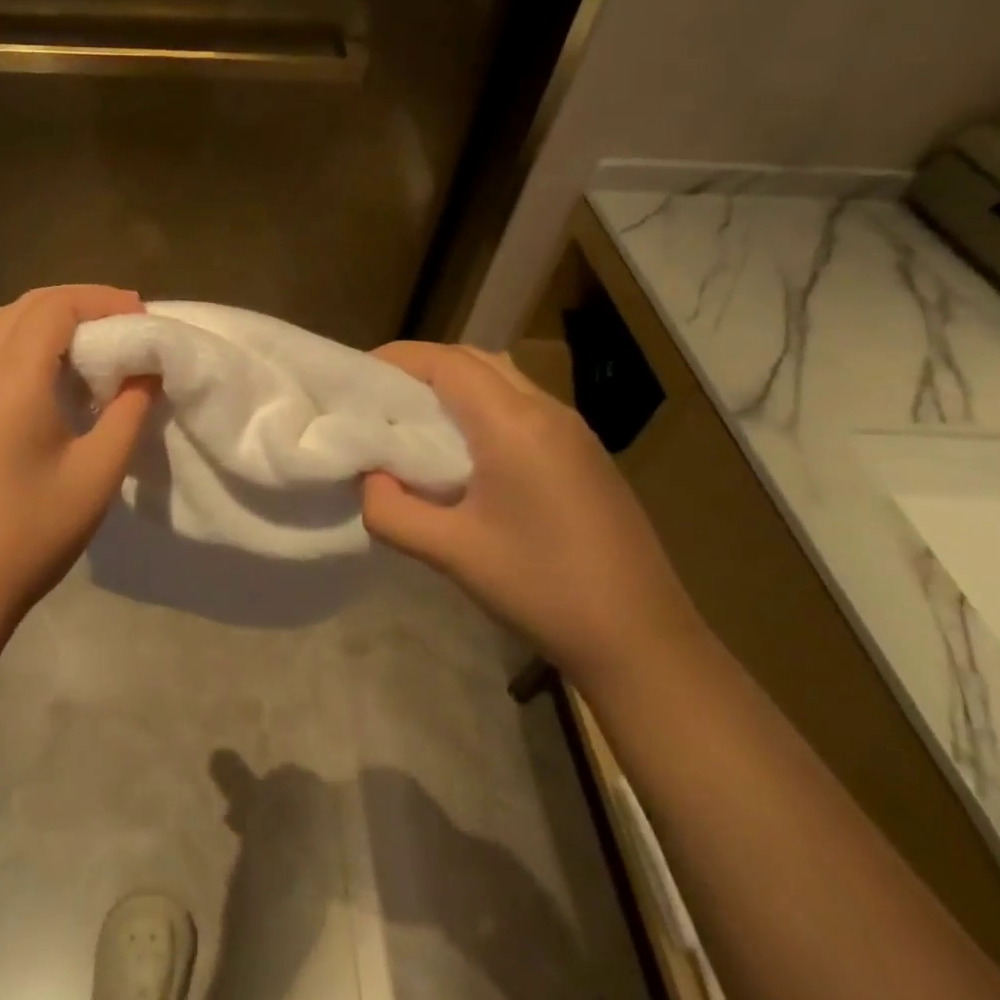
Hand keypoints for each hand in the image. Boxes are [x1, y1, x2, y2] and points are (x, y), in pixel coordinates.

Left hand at [0, 285, 155, 634]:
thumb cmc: (31, 533)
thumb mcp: (97, 473)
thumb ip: (129, 411)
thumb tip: (147, 368)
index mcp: (12, 380)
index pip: (55, 307)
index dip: (102, 300)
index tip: (141, 316)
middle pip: (26, 307)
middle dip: (78, 302)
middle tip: (122, 324)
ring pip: (0, 325)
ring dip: (47, 319)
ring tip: (90, 343)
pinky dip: (22, 342)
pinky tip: (48, 377)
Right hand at [361, 342, 700, 688]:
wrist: (642, 640)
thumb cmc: (543, 589)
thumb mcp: (451, 553)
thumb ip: (391, 510)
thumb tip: (370, 478)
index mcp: (515, 424)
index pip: (447, 362)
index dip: (397, 358)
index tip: (357, 376)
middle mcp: (547, 411)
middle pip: (475, 360)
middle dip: (422, 367)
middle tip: (380, 397)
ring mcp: (573, 431)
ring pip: (502, 380)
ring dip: (455, 386)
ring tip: (414, 421)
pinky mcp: (585, 454)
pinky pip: (522, 406)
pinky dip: (482, 408)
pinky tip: (465, 453)